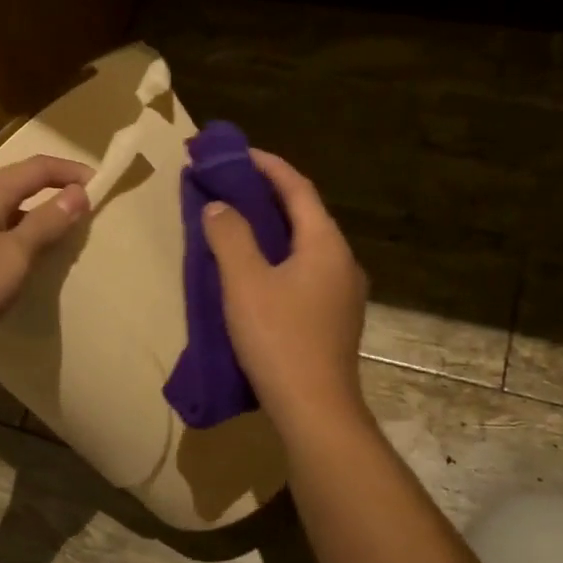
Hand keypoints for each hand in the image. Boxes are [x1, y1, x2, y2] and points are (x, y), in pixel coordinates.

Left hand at [0, 154, 91, 357]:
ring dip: (30, 217)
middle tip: (82, 215)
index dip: (71, 172)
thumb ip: (47, 223)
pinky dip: (9, 235)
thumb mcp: (14, 256)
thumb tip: (78, 192)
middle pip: (17, 184)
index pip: (38, 167)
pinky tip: (14, 260)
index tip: (101, 185)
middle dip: (52, 194)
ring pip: (0, 208)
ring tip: (55, 240)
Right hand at [202, 150, 369, 435]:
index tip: (237, 153)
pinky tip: (257, 272)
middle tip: (232, 186)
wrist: (315, 410)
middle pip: (305, 214)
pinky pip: (306, 271)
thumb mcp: (245, 282)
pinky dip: (280, 257)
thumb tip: (218, 207)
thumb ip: (229, 236)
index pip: (298, 188)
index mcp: (325, 244)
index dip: (268, 166)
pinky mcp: (334, 319)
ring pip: (306, 245)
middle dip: (269, 195)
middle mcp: (342, 262)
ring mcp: (343, 293)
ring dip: (274, 228)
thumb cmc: (279, 339)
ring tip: (239, 224)